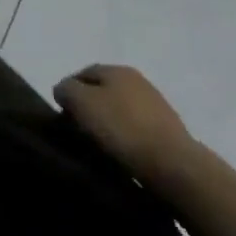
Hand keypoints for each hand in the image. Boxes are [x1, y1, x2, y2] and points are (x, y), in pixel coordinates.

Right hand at [54, 64, 193, 175]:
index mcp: (117, 69)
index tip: (61, 115)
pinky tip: (121, 154)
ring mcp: (156, 105)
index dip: (68, 91)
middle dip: (88, 107)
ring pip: (120, 110)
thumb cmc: (122, 129)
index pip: (83, 73)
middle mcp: (138, 80)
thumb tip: (64, 90)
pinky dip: (125, 138)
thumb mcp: (82, 103)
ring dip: (108, 123)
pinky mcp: (168, 131)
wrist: (174, 166)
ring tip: (98, 145)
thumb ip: (66, 89)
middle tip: (77, 130)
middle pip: (103, 90)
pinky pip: (136, 130)